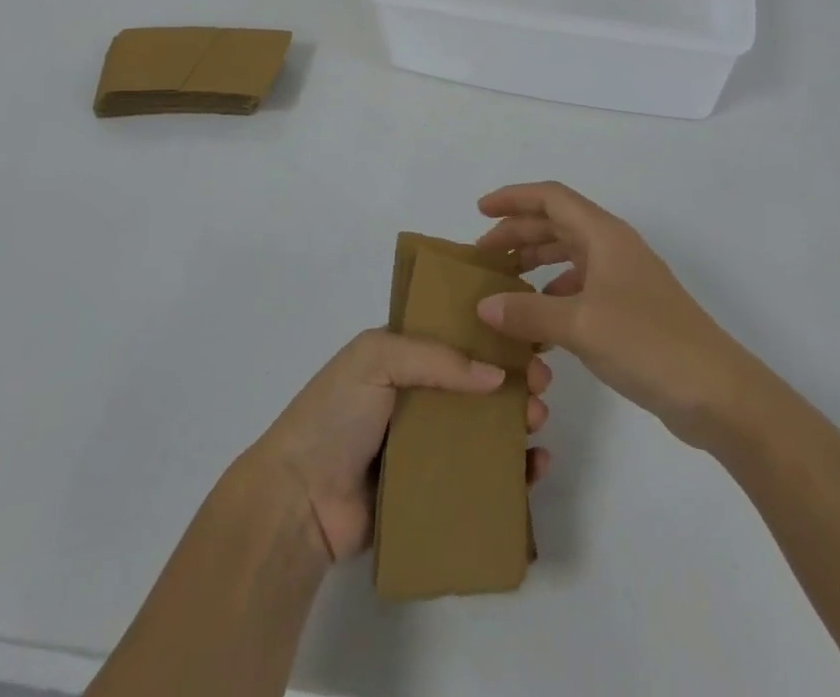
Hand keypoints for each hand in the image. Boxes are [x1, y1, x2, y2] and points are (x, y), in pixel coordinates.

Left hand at [246, 329, 552, 563]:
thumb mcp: (377, 358)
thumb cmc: (335, 414)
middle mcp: (415, 397)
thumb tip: (496, 375)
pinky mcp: (431, 491)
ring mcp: (424, 446)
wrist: (299, 500)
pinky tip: (534, 469)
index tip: (528, 344)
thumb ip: (436, 359)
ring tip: (537, 424)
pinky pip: (478, 478)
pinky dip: (511, 473)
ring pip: (483, 429)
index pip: (456, 339)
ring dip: (516, 423)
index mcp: (401, 357)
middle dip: (513, 381)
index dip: (492, 339)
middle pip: (476, 385)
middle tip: (541, 387)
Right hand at [475, 182, 753, 447]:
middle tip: (482, 255)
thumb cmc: (648, 343)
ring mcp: (624, 279)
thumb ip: (528, 313)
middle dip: (518, 233)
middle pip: (557, 224)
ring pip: (568, 255)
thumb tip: (484, 305)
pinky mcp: (630, 310)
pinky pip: (580, 287)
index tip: (480, 211)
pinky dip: (553, 293)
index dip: (513, 198)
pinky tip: (537, 318)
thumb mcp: (581, 325)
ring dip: (535, 261)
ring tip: (503, 282)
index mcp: (604, 235)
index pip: (551, 198)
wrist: (717, 392)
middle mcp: (614, 248)